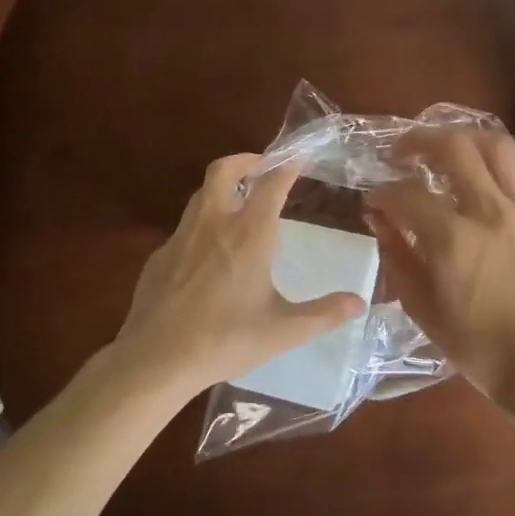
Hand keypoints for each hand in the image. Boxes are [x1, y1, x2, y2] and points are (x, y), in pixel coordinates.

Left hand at [113, 153, 366, 400]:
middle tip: (261, 167)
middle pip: (224, 170)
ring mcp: (181, 237)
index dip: (287, 166)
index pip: (272, 184)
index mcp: (249, 234)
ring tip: (237, 203)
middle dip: (244, 160)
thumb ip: (323, 314)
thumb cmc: (225, 340)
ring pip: (200, 194)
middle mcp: (214, 223)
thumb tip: (359, 303)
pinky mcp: (159, 256)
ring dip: (221, 188)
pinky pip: (183, 228)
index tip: (299, 156)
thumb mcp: (283, 331)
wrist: (156, 359)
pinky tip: (206, 253)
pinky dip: (201, 225)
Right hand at [364, 128, 514, 409]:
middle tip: (402, 154)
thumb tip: (379, 219)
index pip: (406, 194)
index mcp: (452, 239)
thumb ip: (397, 255)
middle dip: (419, 141)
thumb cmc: (476, 345)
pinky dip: (507, 162)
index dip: (381, 193)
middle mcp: (488, 210)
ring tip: (447, 151)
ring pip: (497, 144)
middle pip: (453, 146)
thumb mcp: (421, 307)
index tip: (373, 202)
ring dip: (466, 139)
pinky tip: (491, 175)